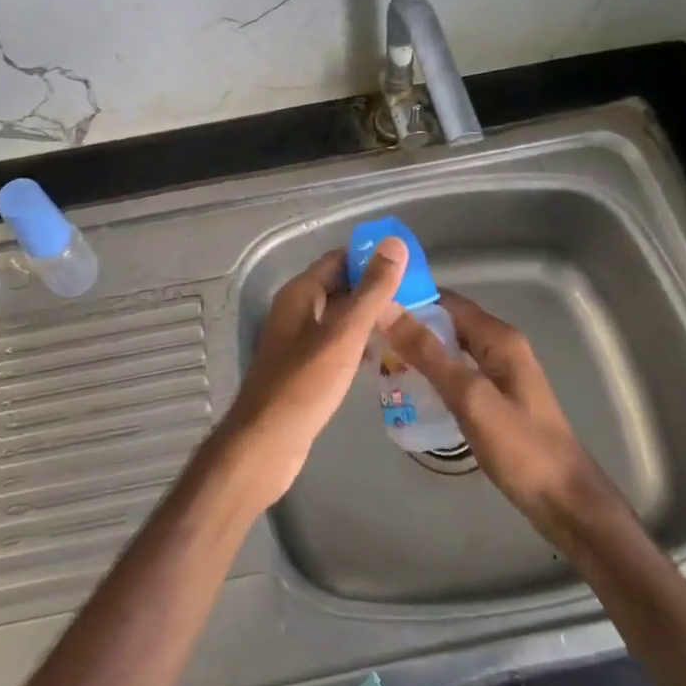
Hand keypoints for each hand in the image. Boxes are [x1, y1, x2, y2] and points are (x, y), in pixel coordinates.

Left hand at [217, 239, 409, 507]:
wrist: (267, 442)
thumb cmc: (305, 383)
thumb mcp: (344, 333)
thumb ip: (371, 290)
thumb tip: (395, 243)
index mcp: (301, 293)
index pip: (339, 260)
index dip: (372, 258)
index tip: (409, 265)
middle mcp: (297, 311)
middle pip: (340, 287)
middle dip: (375, 289)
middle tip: (417, 297)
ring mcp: (299, 341)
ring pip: (339, 318)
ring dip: (369, 317)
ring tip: (408, 323)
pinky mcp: (304, 368)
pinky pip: (336, 344)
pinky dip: (358, 344)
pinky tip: (382, 356)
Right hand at [385, 291, 628, 548]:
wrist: (565, 502)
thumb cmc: (520, 448)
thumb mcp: (469, 397)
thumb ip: (428, 353)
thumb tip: (387, 309)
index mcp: (498, 337)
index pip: (446, 300)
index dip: (410, 300)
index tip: (370, 307)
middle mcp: (499, 346)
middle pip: (447, 323)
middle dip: (410, 327)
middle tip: (368, 339)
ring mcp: (499, 372)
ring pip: (450, 348)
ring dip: (418, 351)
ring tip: (379, 362)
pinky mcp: (495, 397)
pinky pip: (457, 372)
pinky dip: (433, 374)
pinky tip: (409, 389)